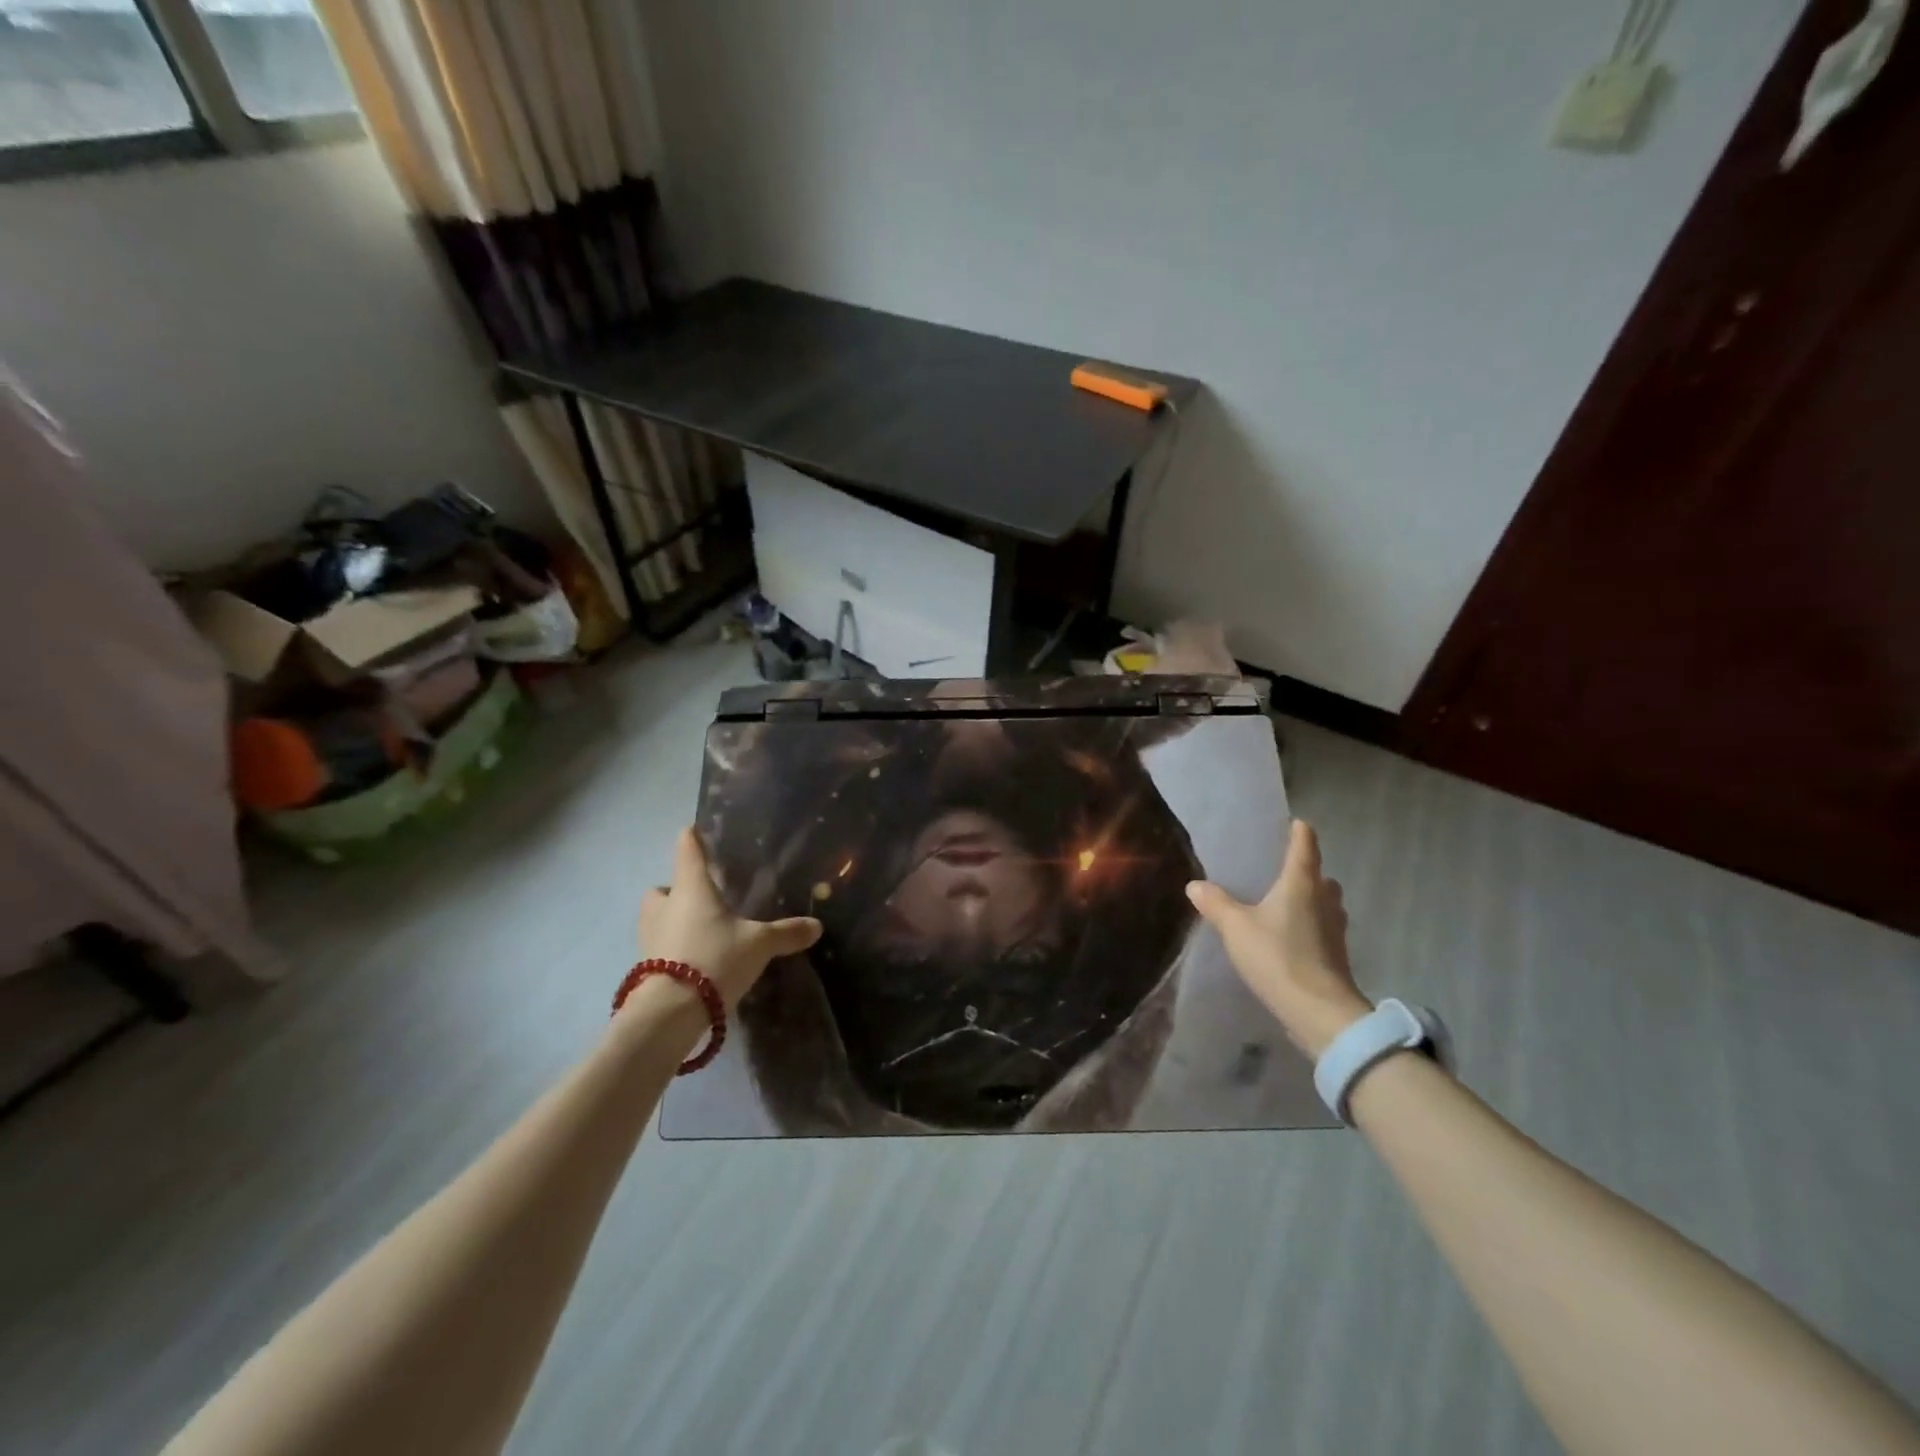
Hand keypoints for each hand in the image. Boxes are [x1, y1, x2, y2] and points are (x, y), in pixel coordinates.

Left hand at [637, 827, 821, 1011]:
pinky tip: (695, 960)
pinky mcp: (644, 966)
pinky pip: (658, 946)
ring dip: (671, 919)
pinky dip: (672, 948)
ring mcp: (650, 936)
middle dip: (677, 889)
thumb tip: (817, 926)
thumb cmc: (714, 959)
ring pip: (656, 917)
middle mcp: (665, 906)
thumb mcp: (759, 944)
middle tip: (703, 898)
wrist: (670, 1012)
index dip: (692, 838)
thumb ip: (786, 932)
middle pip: (663, 887)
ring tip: (700, 931)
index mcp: (691, 888)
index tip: (694, 830)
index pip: (687, 850)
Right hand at [1186, 819, 1371, 1058]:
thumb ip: (1215, 903)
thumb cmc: (1278, 957)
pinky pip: (1323, 929)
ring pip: (1325, 903)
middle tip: (1279, 872)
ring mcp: (1336, 929)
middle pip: (1320, 875)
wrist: (1320, 1013)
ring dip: (1310, 900)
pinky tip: (1289, 938)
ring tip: (1282, 905)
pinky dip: (1310, 927)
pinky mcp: (1337, 955)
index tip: (1292, 823)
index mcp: (1301, 883)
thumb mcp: (1236, 928)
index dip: (1299, 831)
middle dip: (1305, 871)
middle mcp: (1324, 899)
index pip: (1305, 845)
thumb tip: (1195, 884)